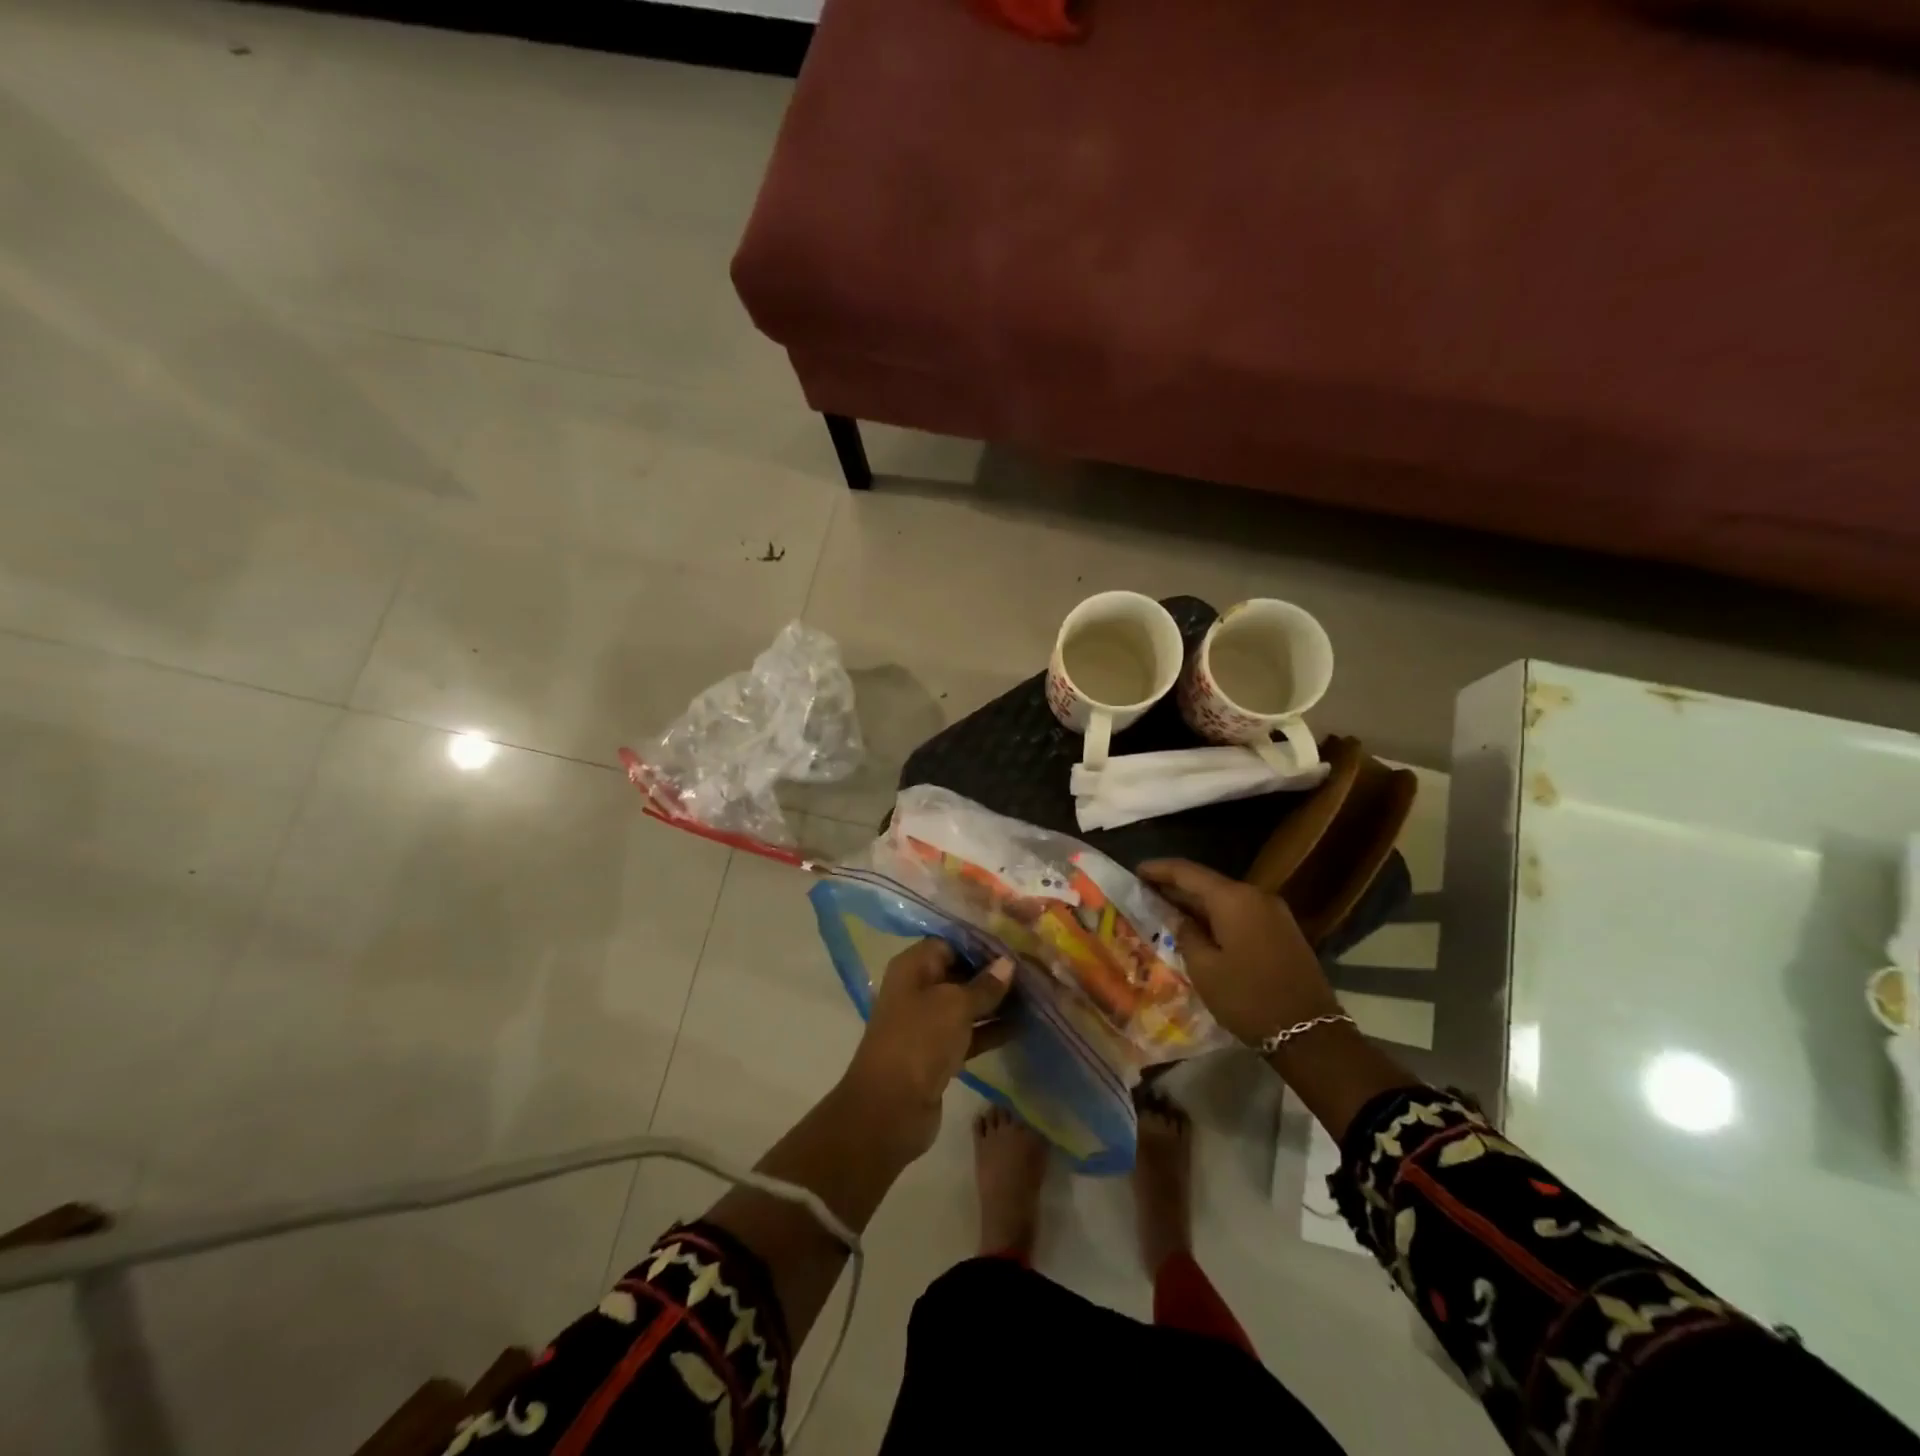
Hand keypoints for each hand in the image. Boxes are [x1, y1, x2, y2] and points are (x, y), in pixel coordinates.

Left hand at [841, 940, 1013, 1160]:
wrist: (890, 1108)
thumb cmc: (920, 1040)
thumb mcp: (955, 1005)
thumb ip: (984, 985)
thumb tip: (1007, 963)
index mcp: (913, 967)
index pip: (950, 943)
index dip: (981, 944)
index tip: (1015, 945)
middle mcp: (918, 989)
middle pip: (959, 972)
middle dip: (993, 973)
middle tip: (1032, 969)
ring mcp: (927, 1022)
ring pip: (966, 1004)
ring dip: (996, 1002)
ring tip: (1035, 994)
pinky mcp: (938, 1052)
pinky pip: (969, 1033)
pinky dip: (991, 1029)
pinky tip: (1022, 1026)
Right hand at [1139, 859, 1339, 1046]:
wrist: (1310, 1033)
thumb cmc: (1248, 998)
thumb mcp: (1204, 968)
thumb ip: (1185, 933)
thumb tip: (1177, 917)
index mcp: (1233, 899)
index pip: (1187, 872)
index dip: (1159, 869)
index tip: (1135, 871)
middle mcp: (1255, 895)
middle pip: (1207, 883)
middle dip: (1176, 887)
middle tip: (1145, 892)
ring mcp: (1273, 912)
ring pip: (1225, 899)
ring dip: (1196, 903)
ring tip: (1166, 910)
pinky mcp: (1282, 930)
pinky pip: (1241, 913)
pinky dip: (1216, 916)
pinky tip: (1199, 928)